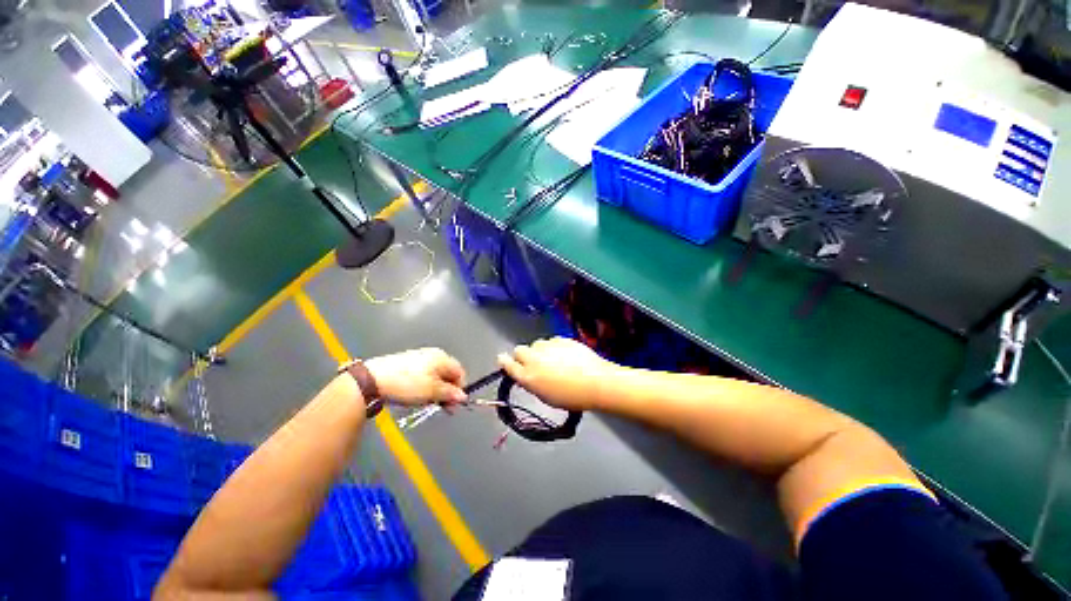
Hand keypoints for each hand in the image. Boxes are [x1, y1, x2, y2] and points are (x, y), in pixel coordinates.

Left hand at [365, 348, 466, 406]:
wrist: (372, 380)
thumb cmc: (407, 384)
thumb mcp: (432, 392)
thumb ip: (450, 394)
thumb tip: (463, 397)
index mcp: (442, 357)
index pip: (460, 373)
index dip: (459, 389)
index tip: (452, 405)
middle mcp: (433, 354)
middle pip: (448, 374)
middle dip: (447, 391)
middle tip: (441, 406)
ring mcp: (420, 357)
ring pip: (436, 376)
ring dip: (436, 390)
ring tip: (426, 402)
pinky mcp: (407, 363)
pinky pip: (424, 375)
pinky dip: (424, 386)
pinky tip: (415, 395)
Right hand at [498, 337, 617, 410]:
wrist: (596, 382)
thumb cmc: (571, 397)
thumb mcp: (546, 397)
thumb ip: (532, 383)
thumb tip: (526, 375)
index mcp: (528, 376)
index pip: (507, 364)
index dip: (505, 362)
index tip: (503, 360)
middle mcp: (534, 358)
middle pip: (519, 350)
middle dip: (523, 356)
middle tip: (534, 364)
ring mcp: (547, 346)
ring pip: (536, 345)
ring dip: (540, 351)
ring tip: (555, 361)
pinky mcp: (561, 339)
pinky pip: (552, 341)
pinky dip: (554, 347)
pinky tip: (566, 356)